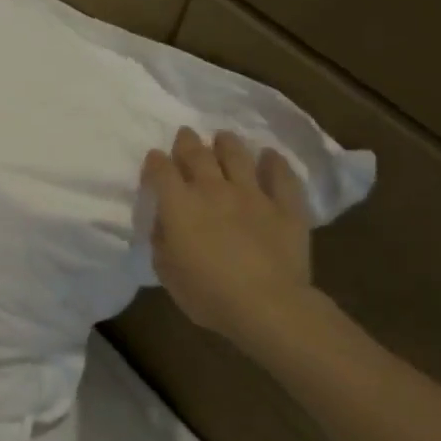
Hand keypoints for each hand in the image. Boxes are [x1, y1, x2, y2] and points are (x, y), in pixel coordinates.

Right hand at [141, 128, 312, 342]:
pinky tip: (270, 156)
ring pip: (237, 156)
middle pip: (197, 155)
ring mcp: (252, 195)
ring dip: (227, 144)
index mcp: (179, 205)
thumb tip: (165, 222)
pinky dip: (274, 163)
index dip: (155, 162)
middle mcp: (213, 190)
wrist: (267, 305)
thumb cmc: (206, 294)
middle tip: (185, 135)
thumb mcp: (166, 271)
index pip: (161, 172)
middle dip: (187, 142)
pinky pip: (281, 176)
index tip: (154, 159)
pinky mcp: (286, 207)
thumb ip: (162, 240)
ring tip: (223, 137)